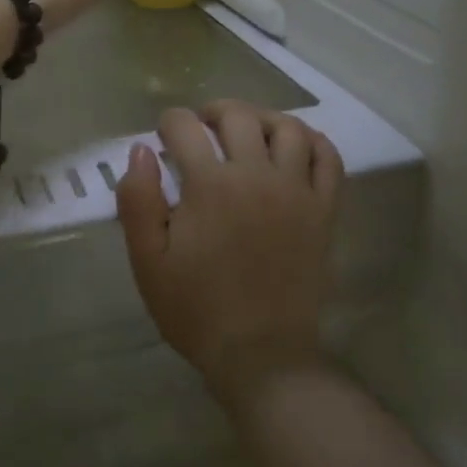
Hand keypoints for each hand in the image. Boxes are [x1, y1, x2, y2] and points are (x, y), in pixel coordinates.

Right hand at [116, 101, 343, 397]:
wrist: (260, 354)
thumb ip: (137, 201)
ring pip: (287, 127)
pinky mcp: (324, 210)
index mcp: (209, 185)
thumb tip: (140, 150)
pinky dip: (312, 141)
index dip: (168, 124)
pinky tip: (293, 147)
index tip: (163, 138)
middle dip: (211, 112)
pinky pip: (328, 158)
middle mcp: (256, 175)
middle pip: (237, 116)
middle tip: (201, 129)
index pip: (185, 127)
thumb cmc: (196, 308)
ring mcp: (296, 191)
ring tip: (247, 133)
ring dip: (261, 119)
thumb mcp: (148, 261)